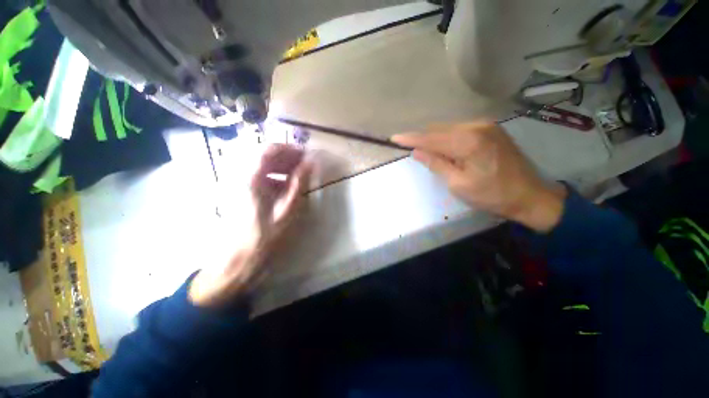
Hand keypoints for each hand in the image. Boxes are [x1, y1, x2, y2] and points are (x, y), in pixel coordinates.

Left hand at [189, 144, 311, 307]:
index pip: (270, 150)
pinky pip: (263, 177)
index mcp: (253, 179)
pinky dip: (278, 177)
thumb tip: (310, 162)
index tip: (307, 155)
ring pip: (265, 165)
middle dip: (289, 157)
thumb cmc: (265, 236)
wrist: (240, 259)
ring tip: (300, 176)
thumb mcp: (287, 210)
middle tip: (307, 166)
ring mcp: (242, 185)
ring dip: (284, 167)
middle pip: (266, 155)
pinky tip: (288, 188)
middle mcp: (244, 177)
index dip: (290, 149)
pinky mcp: (245, 193)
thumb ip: (299, 184)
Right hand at [392, 122, 566, 232]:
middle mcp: (477, 127)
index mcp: (468, 142)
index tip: (394, 138)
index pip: (431, 138)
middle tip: (408, 147)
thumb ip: (436, 164)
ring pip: (449, 128)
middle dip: (422, 138)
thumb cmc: (492, 195)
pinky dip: (447, 138)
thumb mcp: (458, 184)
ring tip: (424, 150)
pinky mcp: (491, 130)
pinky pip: (460, 130)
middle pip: (439, 129)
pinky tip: (444, 148)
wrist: (530, 195)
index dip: (411, 138)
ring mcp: (486, 126)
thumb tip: (417, 152)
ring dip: (434, 138)